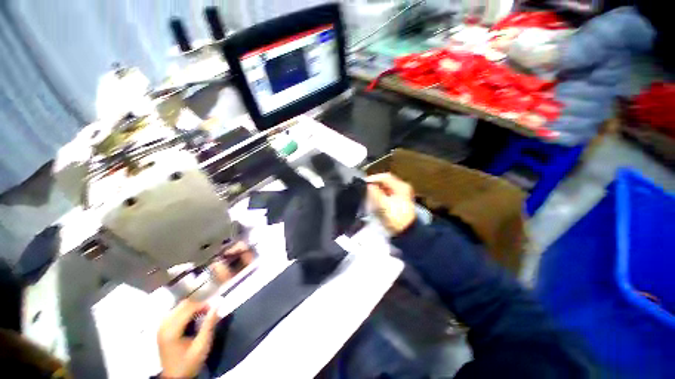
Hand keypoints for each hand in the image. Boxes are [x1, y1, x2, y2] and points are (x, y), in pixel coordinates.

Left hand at [157, 300, 219, 378]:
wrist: (175, 377)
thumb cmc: (189, 362)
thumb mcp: (202, 345)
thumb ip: (209, 324)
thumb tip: (218, 303)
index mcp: (172, 330)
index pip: (188, 308)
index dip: (203, 305)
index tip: (215, 308)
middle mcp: (164, 326)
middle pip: (183, 305)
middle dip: (198, 305)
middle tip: (209, 311)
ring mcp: (161, 327)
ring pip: (178, 307)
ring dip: (192, 308)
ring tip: (202, 315)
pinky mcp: (162, 329)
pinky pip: (174, 312)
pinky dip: (185, 312)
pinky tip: (191, 319)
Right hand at [366, 173, 415, 234]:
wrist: (406, 232)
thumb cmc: (396, 218)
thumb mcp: (384, 205)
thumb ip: (375, 193)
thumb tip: (367, 185)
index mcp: (401, 186)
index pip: (385, 177)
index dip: (373, 178)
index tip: (363, 183)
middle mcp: (402, 188)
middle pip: (385, 182)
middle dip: (374, 184)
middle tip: (364, 188)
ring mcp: (401, 194)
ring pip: (385, 188)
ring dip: (377, 189)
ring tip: (367, 193)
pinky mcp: (398, 200)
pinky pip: (387, 193)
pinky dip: (380, 194)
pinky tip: (374, 198)